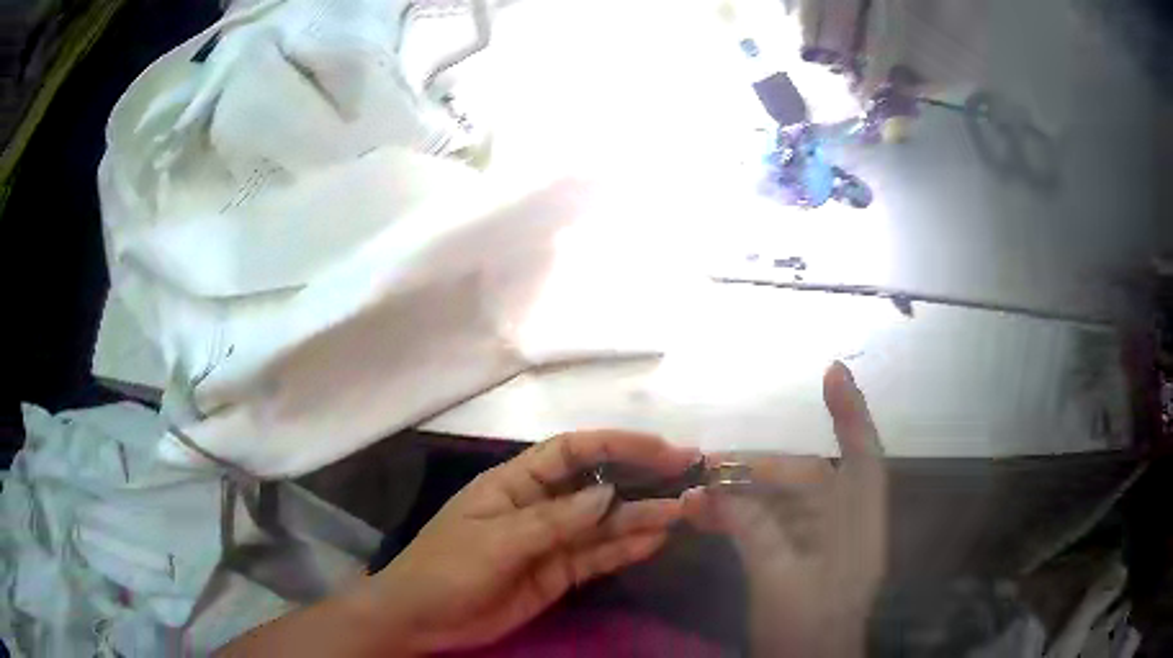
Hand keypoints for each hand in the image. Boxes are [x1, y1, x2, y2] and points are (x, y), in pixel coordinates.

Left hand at [370, 430, 699, 654]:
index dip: (617, 444)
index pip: (571, 451)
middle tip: (689, 476)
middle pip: (596, 485)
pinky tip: (656, 540)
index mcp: (514, 483)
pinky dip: (626, 549)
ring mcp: (550, 542)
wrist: (421, 620)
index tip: (661, 449)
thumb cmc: (446, 569)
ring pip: (603, 524)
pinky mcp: (557, 574)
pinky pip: (597, 557)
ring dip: (642, 517)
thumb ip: (553, 521)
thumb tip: (608, 494)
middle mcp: (538, 506)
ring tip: (684, 511)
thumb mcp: (496, 541)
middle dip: (641, 478)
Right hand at [683, 362, 887, 657]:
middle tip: (709, 466)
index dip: (851, 414)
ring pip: (781, 503)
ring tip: (696, 497)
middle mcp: (844, 527)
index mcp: (858, 527)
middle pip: (807, 479)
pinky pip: (768, 527)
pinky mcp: (797, 561)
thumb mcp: (779, 582)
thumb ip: (752, 532)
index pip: (863, 458)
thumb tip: (714, 492)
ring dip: (741, 495)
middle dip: (759, 469)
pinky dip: (739, 520)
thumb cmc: (806, 632)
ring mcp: (820, 546)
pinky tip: (706, 519)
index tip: (831, 372)